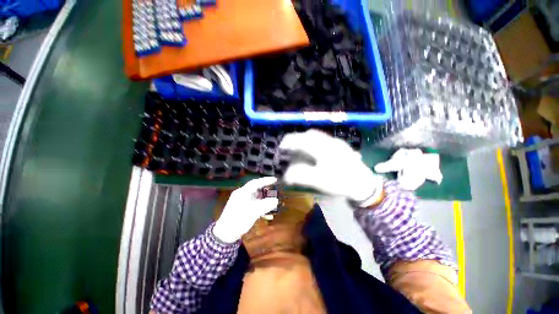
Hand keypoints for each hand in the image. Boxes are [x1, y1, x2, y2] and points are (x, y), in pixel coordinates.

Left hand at [213, 177, 278, 242]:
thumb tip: (276, 200)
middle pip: (256, 188)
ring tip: (272, 201)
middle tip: (275, 189)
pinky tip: (267, 212)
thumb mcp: (253, 213)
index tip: (275, 179)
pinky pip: (253, 203)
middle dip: (266, 189)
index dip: (266, 180)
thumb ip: (265, 205)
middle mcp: (242, 194)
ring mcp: (241, 201)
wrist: (225, 234)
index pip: (255, 183)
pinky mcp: (242, 207)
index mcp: (243, 193)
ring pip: (255, 196)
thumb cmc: (238, 221)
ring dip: (264, 198)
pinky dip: (260, 205)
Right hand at [279, 130, 382, 204]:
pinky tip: (314, 152)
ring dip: (306, 140)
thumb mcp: (319, 181)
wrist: (363, 184)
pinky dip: (314, 143)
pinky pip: (324, 140)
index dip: (290, 141)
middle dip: (298, 139)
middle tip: (291, 147)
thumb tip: (286, 175)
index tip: (282, 146)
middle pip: (310, 134)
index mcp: (324, 148)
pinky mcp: (341, 146)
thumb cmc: (341, 182)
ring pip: (317, 136)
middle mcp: (330, 141)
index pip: (303, 139)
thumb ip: (301, 176)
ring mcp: (337, 143)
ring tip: (300, 149)